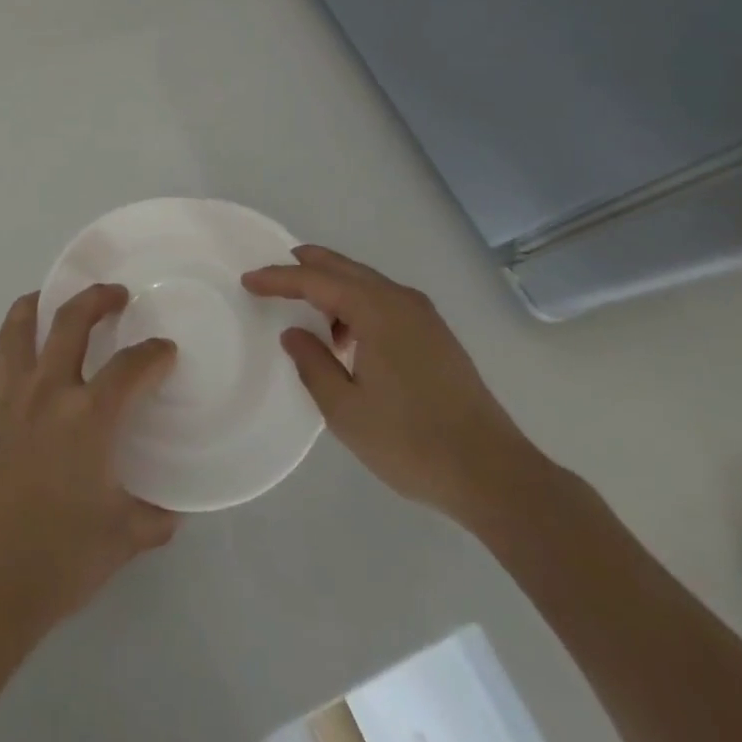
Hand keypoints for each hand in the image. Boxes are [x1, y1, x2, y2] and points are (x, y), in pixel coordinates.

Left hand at [0, 285, 179, 634]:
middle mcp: (50, 391)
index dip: (154, 353)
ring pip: (21, 326)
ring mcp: (13, 396)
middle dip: (98, 299)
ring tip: (54, 298)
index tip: (165, 350)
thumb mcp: (123, 538)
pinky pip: (3, 355)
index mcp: (90, 416)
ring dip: (41, 303)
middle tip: (117, 294)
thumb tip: (172, 508)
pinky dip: (17, 336)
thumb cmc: (60, 557)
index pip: (131, 367)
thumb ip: (153, 516)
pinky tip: (29, 350)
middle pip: (72, 320)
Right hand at [244, 245, 542, 522]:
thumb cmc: (411, 442)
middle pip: (343, 268)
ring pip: (366, 282)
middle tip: (273, 274)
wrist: (494, 475)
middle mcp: (401, 300)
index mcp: (376, 310)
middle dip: (305, 266)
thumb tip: (295, 333)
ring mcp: (424, 316)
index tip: (248, 280)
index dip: (278, 278)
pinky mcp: (437, 335)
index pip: (315, 280)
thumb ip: (313, 364)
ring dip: (333, 287)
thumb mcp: (345, 409)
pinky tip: (349, 339)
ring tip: (308, 312)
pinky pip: (385, 301)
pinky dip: (357, 304)